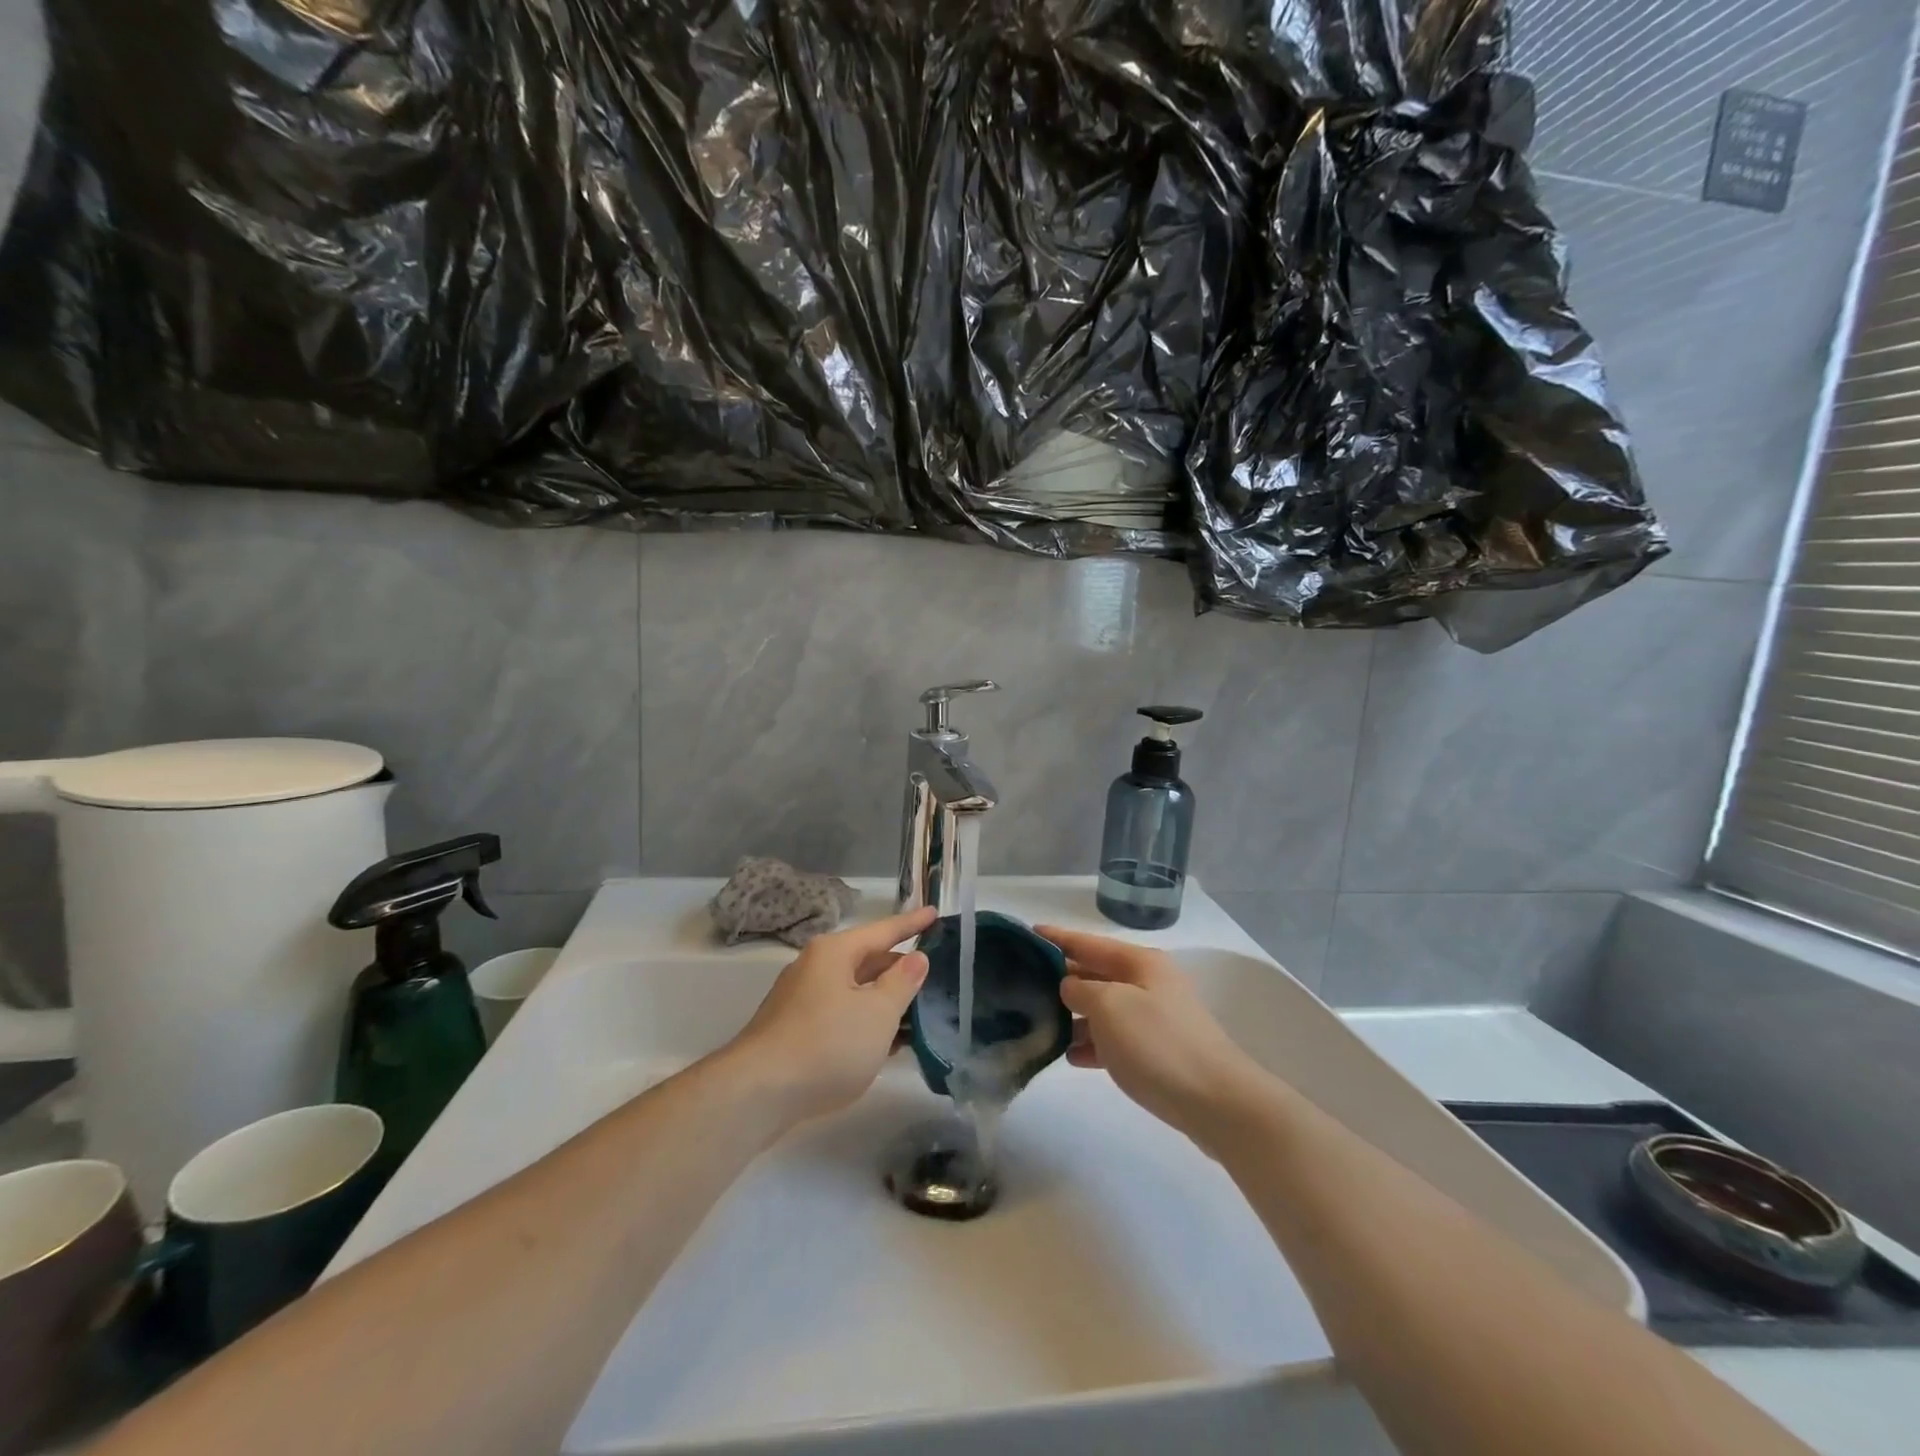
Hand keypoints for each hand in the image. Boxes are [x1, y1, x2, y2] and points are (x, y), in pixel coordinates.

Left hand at [727, 905, 935, 1125]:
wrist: (757, 1095)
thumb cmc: (826, 1044)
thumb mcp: (878, 1013)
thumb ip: (902, 983)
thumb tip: (916, 958)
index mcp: (834, 952)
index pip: (883, 930)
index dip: (912, 924)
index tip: (935, 913)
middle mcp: (815, 968)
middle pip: (867, 961)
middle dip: (899, 970)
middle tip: (934, 976)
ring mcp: (801, 1001)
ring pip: (854, 992)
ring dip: (884, 1002)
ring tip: (919, 1014)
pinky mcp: (794, 1032)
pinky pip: (841, 1017)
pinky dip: (865, 1024)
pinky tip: (885, 1045)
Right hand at [1038, 924, 1270, 1148]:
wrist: (1217, 1103)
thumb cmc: (1158, 1044)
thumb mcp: (1109, 1006)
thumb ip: (1080, 989)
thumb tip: (1069, 987)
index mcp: (1139, 962)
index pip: (1088, 942)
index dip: (1057, 937)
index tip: (1026, 933)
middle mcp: (1148, 983)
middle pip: (1095, 973)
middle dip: (1061, 978)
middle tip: (1022, 983)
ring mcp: (1155, 1018)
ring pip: (1103, 1009)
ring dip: (1074, 1016)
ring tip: (1039, 1024)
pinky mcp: (1158, 1052)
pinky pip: (1115, 1040)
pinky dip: (1093, 1044)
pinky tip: (1070, 1057)